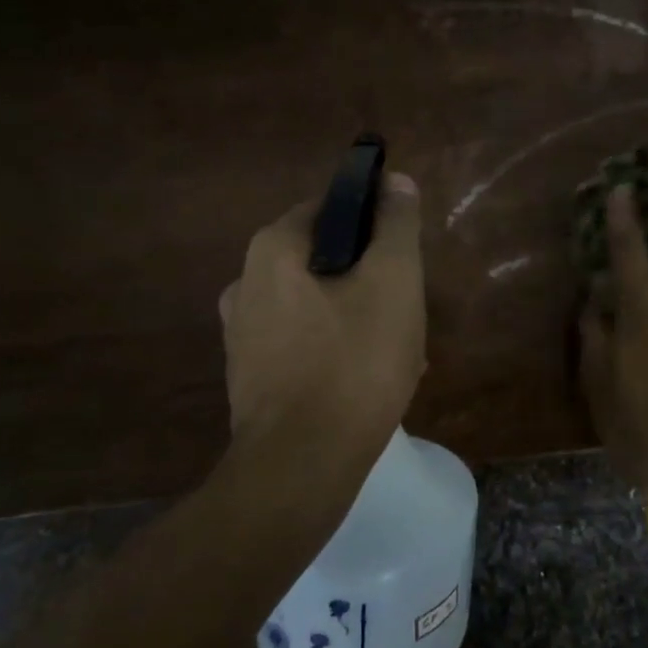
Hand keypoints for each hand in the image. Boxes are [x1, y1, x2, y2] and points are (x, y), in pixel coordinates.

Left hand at [220, 173, 426, 460]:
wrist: (300, 466)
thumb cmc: (353, 362)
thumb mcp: (393, 282)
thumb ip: (395, 225)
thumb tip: (395, 181)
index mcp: (272, 249)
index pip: (330, 207)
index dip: (374, 223)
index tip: (403, 256)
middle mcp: (244, 282)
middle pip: (324, 259)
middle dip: (369, 278)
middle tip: (406, 308)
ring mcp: (242, 333)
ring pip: (317, 304)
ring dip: (358, 316)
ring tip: (397, 350)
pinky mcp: (249, 375)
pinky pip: (302, 342)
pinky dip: (335, 348)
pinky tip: (367, 380)